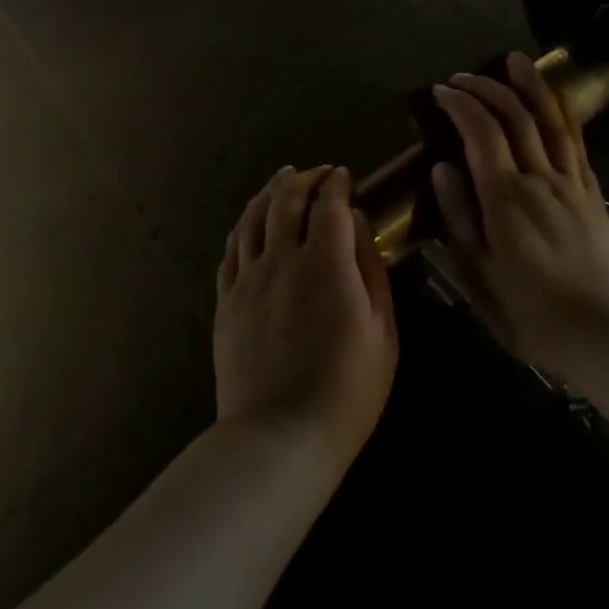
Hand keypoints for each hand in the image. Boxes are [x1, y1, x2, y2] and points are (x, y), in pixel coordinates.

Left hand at [215, 166, 397, 474]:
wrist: (280, 436)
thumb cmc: (347, 389)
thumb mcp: (381, 330)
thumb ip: (370, 268)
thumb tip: (358, 223)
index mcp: (325, 262)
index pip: (328, 204)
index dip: (336, 184)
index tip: (343, 175)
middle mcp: (281, 258)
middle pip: (286, 201)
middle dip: (302, 179)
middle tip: (315, 172)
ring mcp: (247, 278)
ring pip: (253, 218)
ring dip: (269, 192)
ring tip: (281, 179)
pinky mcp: (226, 301)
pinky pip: (231, 250)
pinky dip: (243, 226)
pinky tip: (250, 223)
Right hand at [429, 52, 608, 369]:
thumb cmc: (535, 316)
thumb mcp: (480, 278)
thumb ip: (460, 220)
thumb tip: (441, 169)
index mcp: (506, 198)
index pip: (481, 132)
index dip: (460, 104)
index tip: (441, 90)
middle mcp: (540, 179)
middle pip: (515, 116)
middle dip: (487, 88)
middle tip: (463, 77)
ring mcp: (572, 184)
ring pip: (551, 120)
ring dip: (531, 86)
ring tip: (516, 60)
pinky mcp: (594, 195)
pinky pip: (577, 143)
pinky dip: (561, 115)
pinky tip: (554, 106)